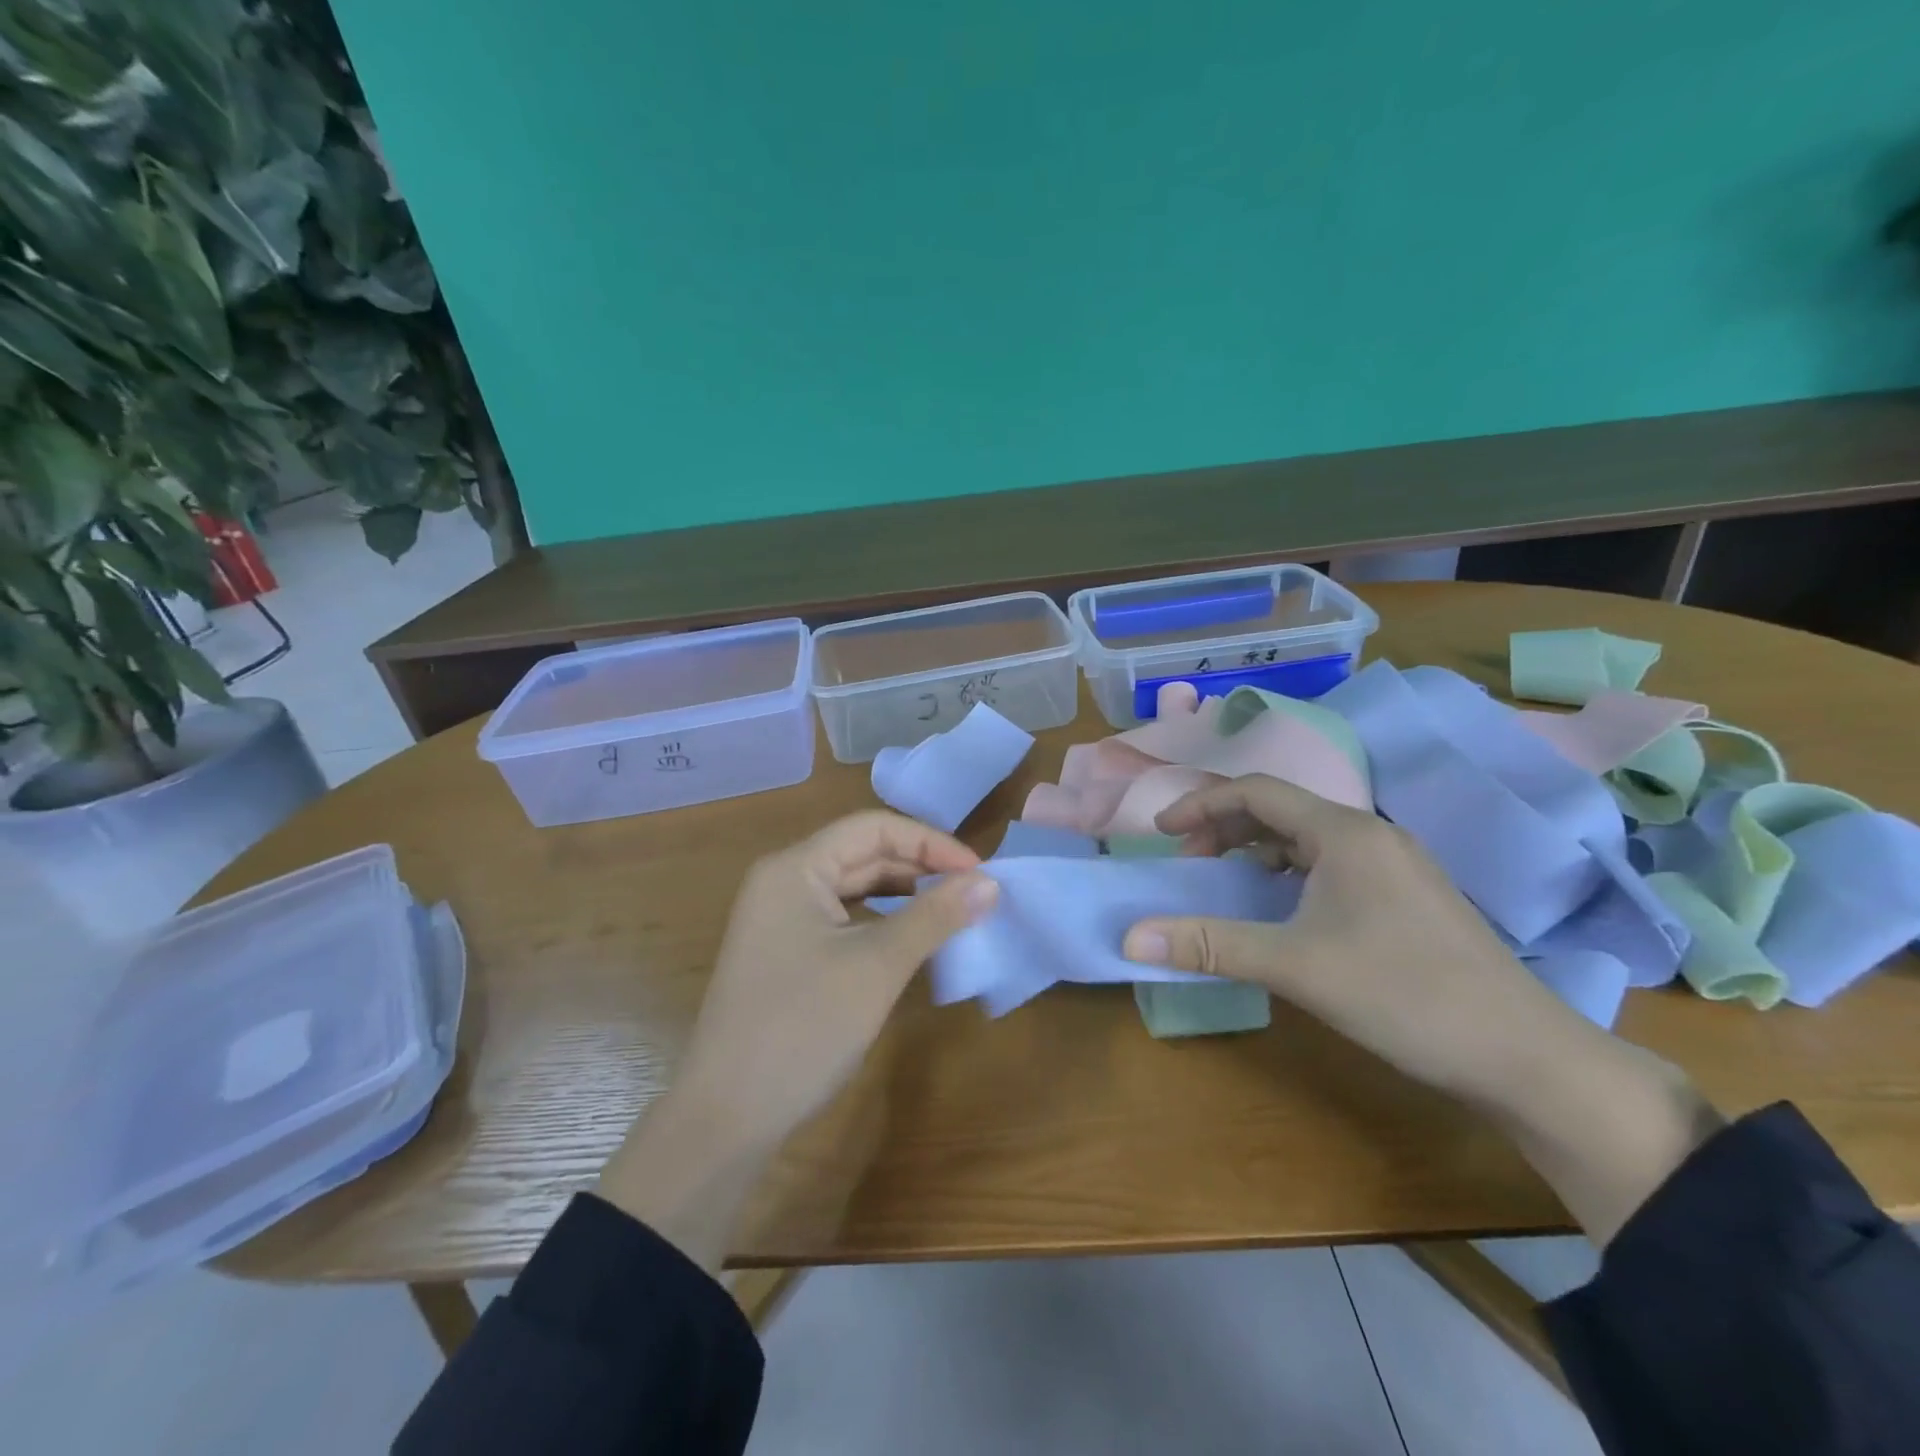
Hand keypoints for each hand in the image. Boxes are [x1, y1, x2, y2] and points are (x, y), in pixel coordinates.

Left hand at [673, 810, 996, 1148]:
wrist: (726, 1117)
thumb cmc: (802, 1028)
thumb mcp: (877, 967)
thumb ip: (934, 917)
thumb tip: (990, 882)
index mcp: (795, 868)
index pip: (873, 828)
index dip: (930, 842)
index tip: (978, 872)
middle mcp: (784, 882)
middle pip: (863, 853)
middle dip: (921, 868)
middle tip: (975, 893)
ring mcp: (781, 919)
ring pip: (855, 887)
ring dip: (905, 895)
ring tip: (953, 912)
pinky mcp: (787, 952)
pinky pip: (844, 919)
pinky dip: (882, 922)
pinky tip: (913, 939)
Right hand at [1121, 774, 1718, 1244]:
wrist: (1525, 1056)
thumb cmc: (1404, 995)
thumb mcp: (1296, 966)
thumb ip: (1210, 944)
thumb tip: (1130, 937)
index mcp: (1344, 833)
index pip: (1256, 791)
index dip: (1200, 804)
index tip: (1161, 833)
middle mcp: (1370, 835)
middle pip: (1280, 808)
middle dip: (1225, 827)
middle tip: (1189, 861)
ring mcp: (1394, 865)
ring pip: (1307, 837)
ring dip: (1257, 849)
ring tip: (1226, 881)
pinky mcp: (1407, 896)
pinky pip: (1330, 864)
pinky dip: (1289, 872)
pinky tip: (1282, 908)